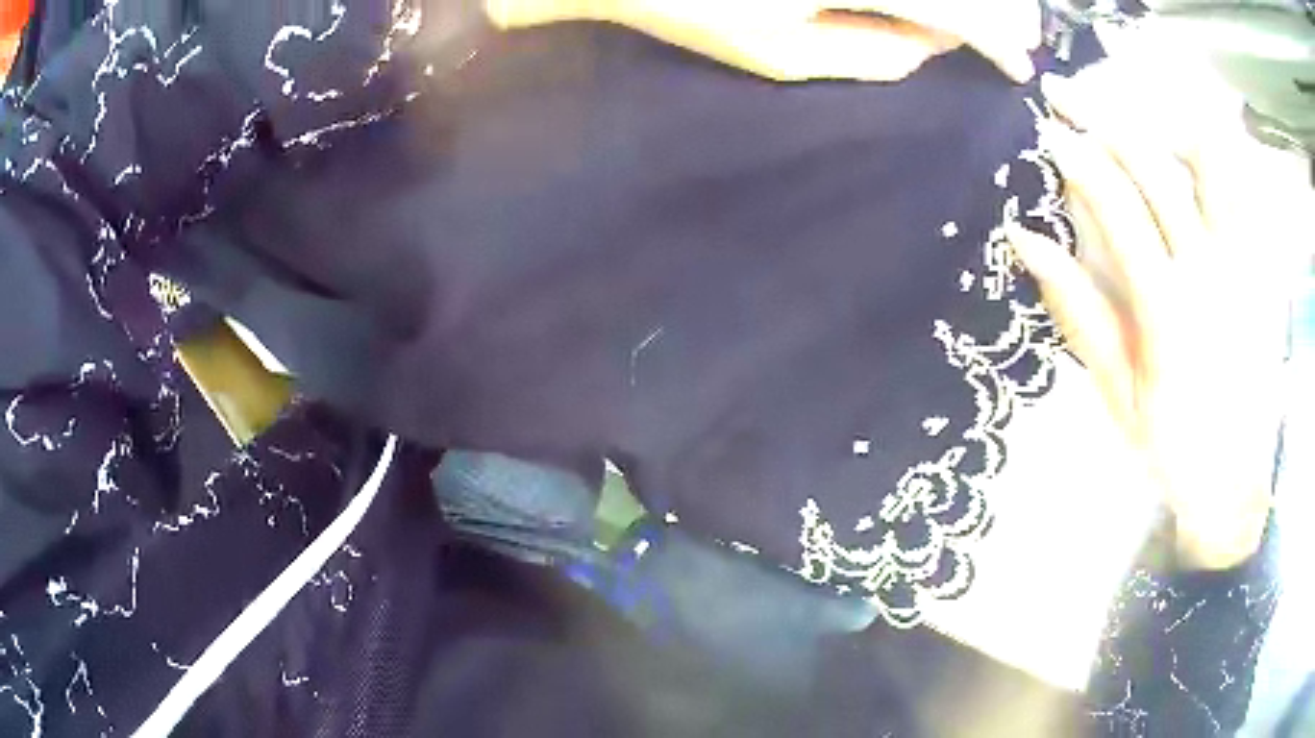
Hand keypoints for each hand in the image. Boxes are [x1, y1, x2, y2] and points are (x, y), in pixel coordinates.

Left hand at [485, 0, 1039, 82]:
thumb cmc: (694, 3)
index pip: (959, 5)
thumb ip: (872, 52)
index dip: (1000, 37)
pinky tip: (936, 7)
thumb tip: (935, 43)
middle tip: (1022, 35)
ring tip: (999, 14)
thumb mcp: (784, 55)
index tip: (1020, 65)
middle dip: (1003, 5)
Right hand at [1007, 71, 1307, 569]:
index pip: (1118, 206)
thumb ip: (1077, 311)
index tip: (1046, 130)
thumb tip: (1025, 239)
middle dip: (1102, 117)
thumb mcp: (1114, 394)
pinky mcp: (1255, 267)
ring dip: (1161, 122)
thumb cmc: (1169, 445)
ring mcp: (1238, 263)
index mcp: (1168, 309)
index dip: (1078, 158)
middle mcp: (1208, 271)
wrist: (1231, 478)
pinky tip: (1185, 147)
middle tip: (1065, 93)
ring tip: (1130, 111)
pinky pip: (1238, 191)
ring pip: (1206, 163)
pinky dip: (1211, 155)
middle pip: (1154, 166)